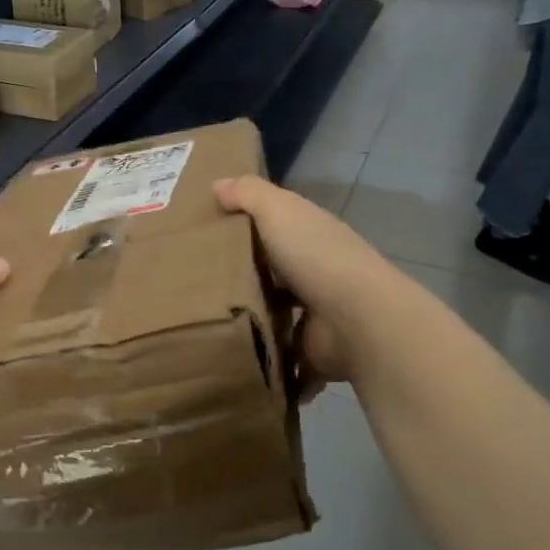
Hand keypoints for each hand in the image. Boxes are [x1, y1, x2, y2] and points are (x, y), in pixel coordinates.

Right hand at [215, 175, 390, 387]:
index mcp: (309, 235)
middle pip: (273, 273)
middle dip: (244, 279)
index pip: (274, 226)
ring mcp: (317, 315)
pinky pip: (286, 361)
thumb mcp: (277, 210)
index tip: (205, 234)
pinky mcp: (313, 352)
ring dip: (253, 323)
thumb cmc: (314, 256)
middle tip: (192, 285)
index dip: (245, 227)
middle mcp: (315, 272)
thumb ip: (248, 194)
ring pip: (277, 317)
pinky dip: (270, 366)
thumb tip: (217, 184)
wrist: (356, 319)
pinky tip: (235, 362)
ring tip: (206, 327)